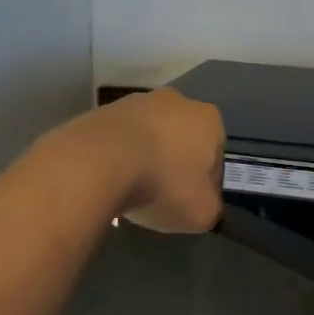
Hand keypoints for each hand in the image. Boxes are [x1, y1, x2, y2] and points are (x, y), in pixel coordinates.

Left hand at [68, 88, 225, 232]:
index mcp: (209, 119)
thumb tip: (204, 205)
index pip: (215, 155)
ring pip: (149, 136)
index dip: (205, 182)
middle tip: (162, 194)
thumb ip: (212, 208)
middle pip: (181, 139)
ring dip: (145, 157)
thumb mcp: (203, 213)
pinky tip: (110, 178)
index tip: (190, 201)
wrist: (98, 163)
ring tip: (131, 188)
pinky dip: (117, 155)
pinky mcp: (102, 110)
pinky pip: (118, 138)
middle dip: (174, 163)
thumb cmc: (163, 184)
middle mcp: (176, 100)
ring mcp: (136, 101)